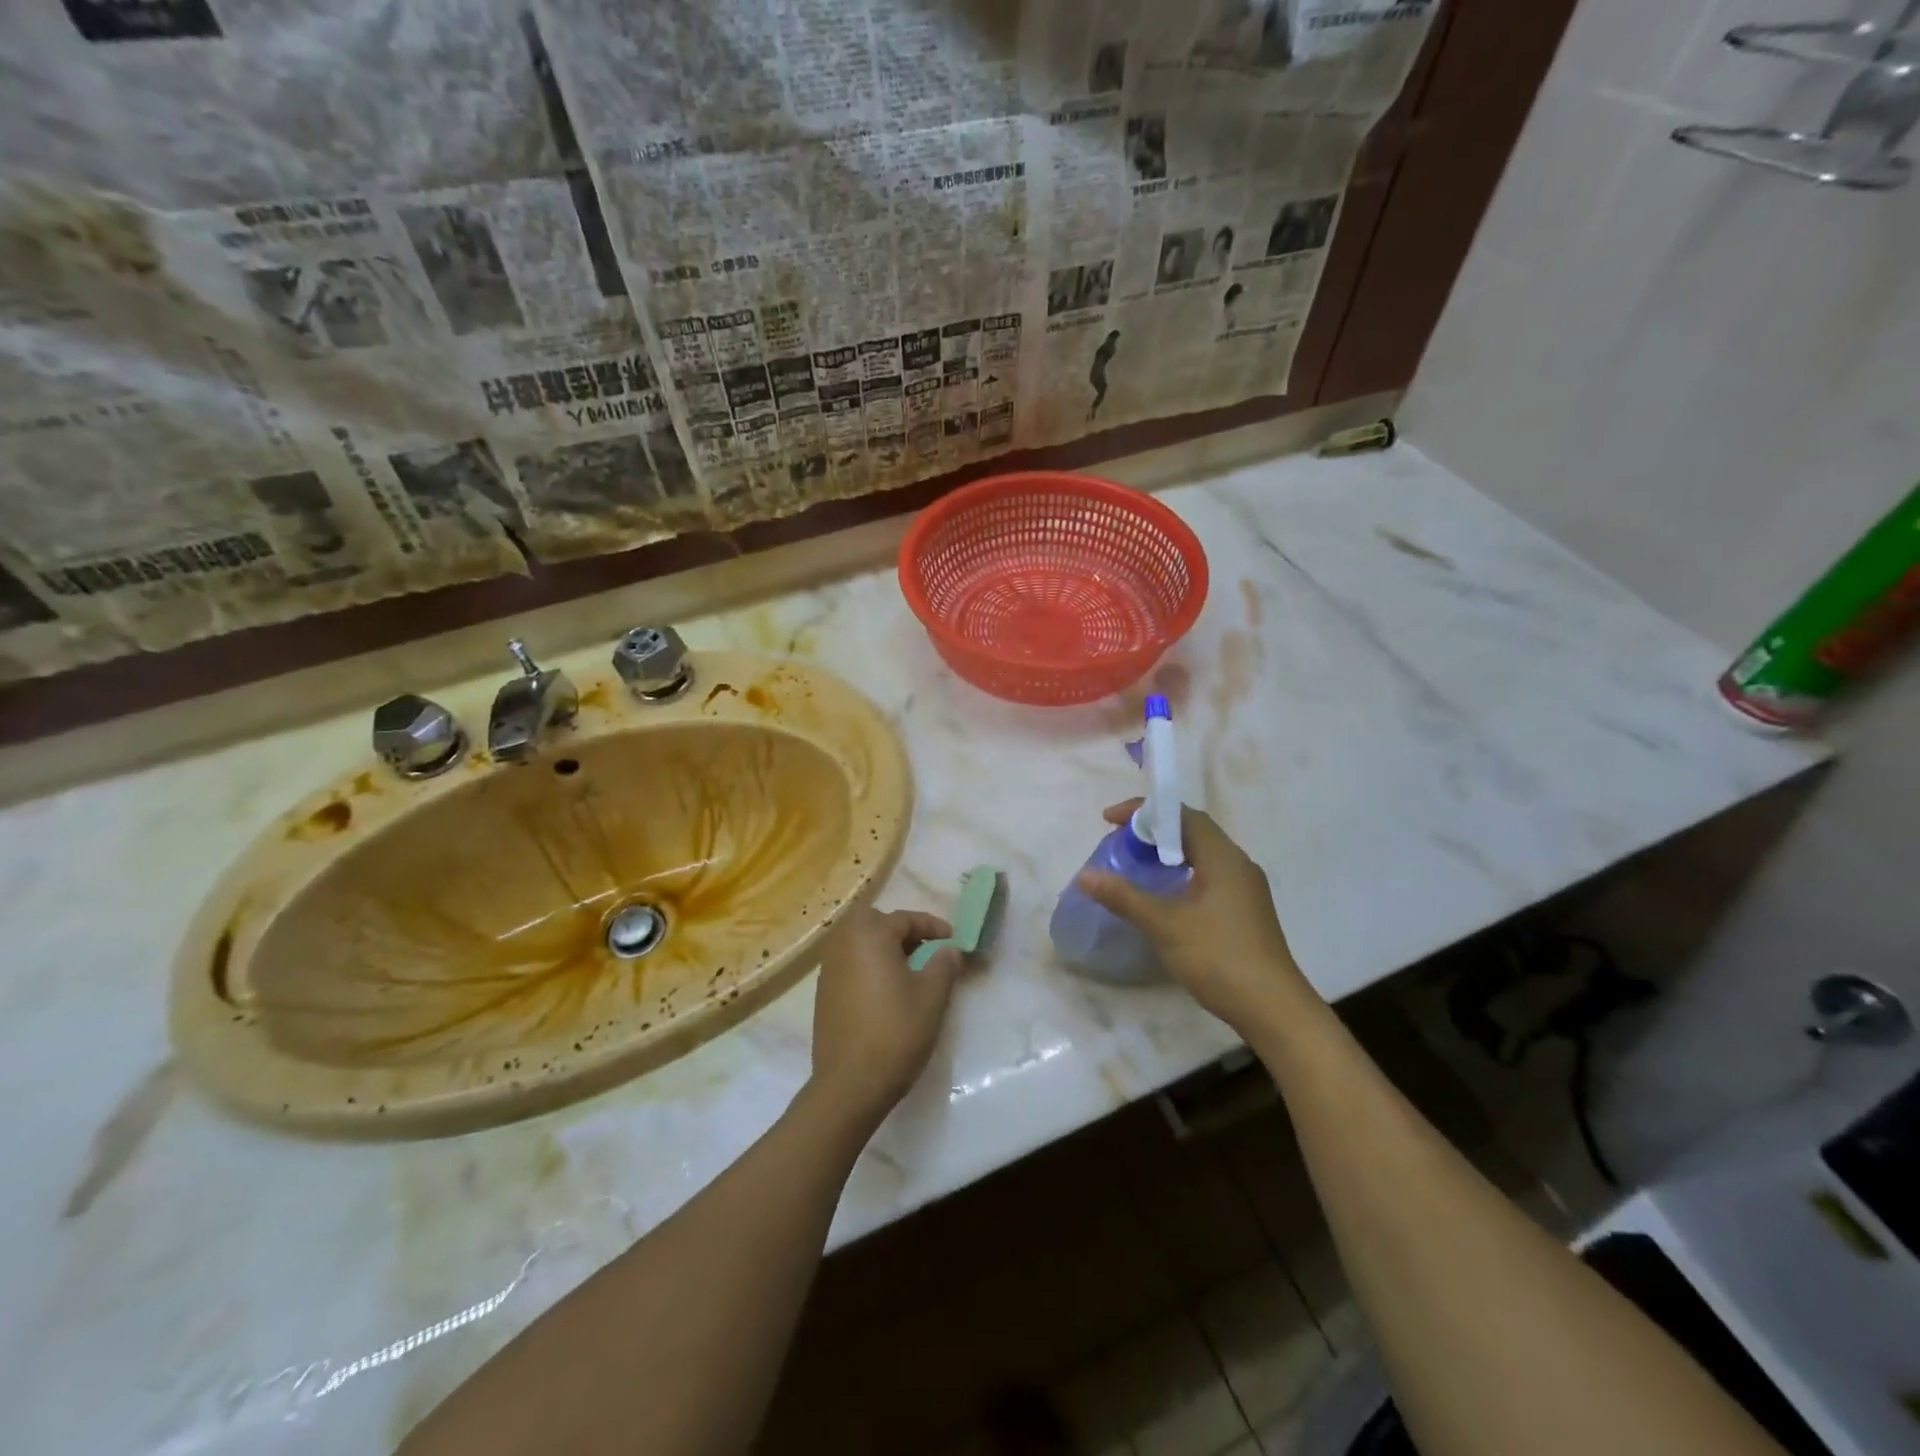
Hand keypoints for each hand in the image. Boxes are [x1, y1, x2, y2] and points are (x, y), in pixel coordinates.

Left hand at [809, 904, 963, 1128]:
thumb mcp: (932, 996)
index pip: (904, 919)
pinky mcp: (823, 995)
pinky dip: (869, 968)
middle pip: (875, 924)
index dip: (932, 926)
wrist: (849, 1085)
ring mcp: (828, 970)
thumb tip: (949, 950)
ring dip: (884, 949)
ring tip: (910, 971)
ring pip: (860, 945)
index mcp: (869, 936)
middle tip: (926, 950)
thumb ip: (944, 964)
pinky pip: (850, 966)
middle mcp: (843, 945)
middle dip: (902, 931)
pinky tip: (886, 993)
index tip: (953, 940)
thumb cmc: (895, 1032)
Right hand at [1076, 800, 1317, 1033]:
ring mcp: (1245, 890)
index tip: (1109, 821)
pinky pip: (1208, 877)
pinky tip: (1163, 898)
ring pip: (1201, 856)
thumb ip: (1124, 897)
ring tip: (1134, 865)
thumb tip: (1085, 875)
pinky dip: (1180, 875)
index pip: (1182, 815)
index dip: (1144, 812)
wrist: (1273, 1010)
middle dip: (1153, 832)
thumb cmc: (1218, 957)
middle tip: (1118, 843)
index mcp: (1223, 857)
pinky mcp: (1244, 913)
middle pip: (1192, 832)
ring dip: (1167, 854)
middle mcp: (1238, 865)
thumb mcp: (1165, 925)